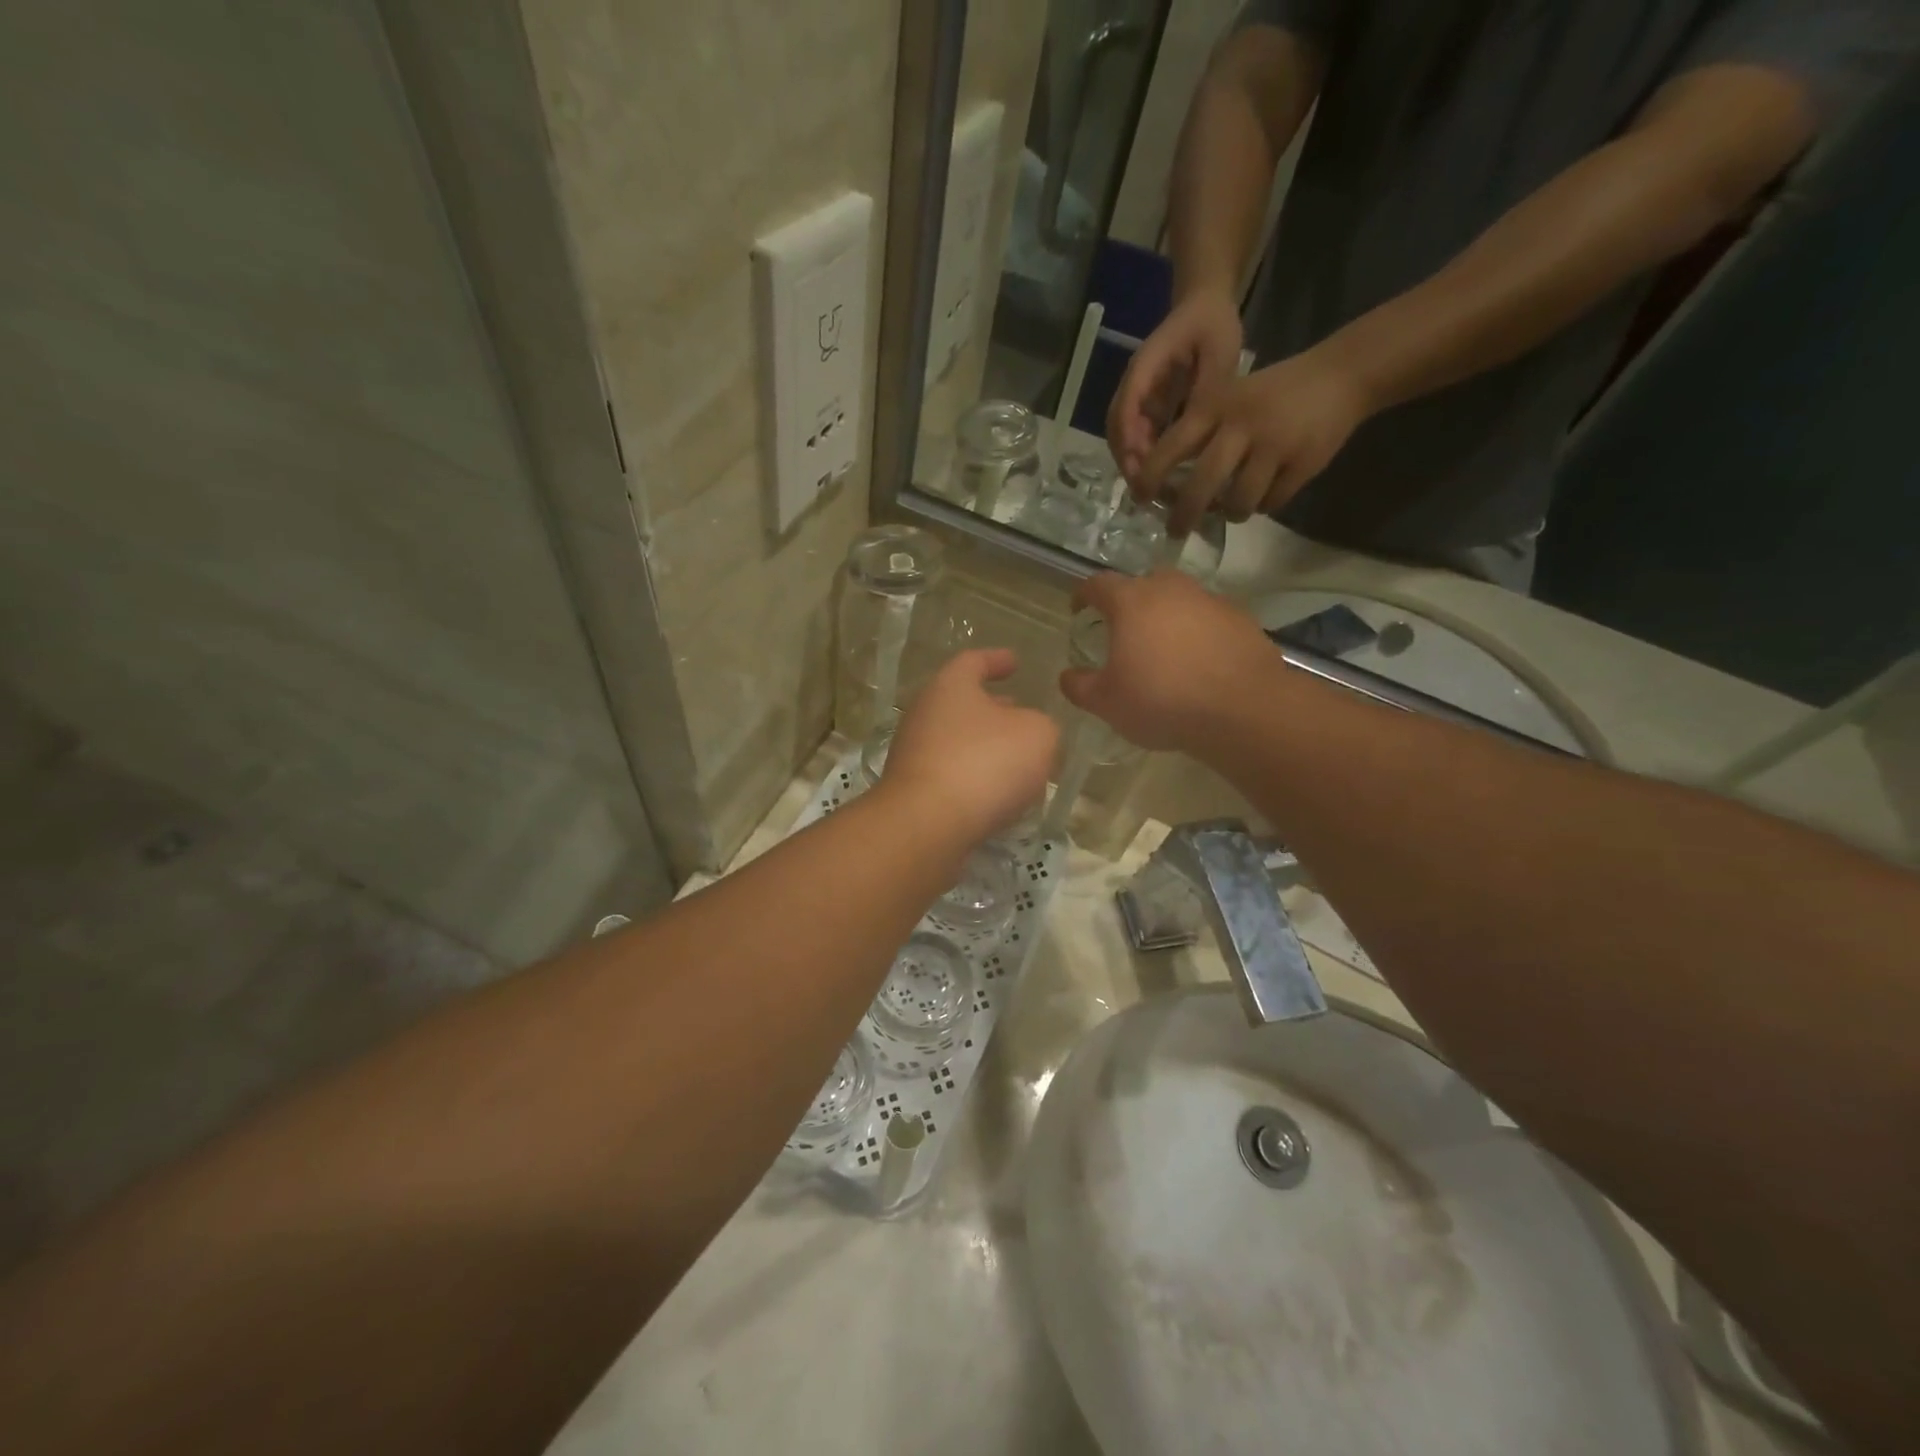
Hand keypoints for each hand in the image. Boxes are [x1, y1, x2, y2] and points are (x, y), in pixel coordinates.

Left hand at [881, 649, 1059, 845]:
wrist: (927, 825)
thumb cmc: (985, 763)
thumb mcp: (1037, 735)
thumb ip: (1041, 726)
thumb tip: (1029, 733)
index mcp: (950, 686)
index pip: (973, 661)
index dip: (997, 660)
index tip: (1015, 662)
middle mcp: (925, 714)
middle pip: (962, 703)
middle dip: (994, 707)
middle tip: (1020, 711)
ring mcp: (914, 755)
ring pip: (958, 741)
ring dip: (987, 746)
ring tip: (1019, 759)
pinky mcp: (914, 792)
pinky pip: (952, 776)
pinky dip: (976, 778)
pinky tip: (1000, 794)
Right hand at [1058, 573, 1273, 752]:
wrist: (1242, 709)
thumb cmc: (1162, 700)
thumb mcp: (1107, 703)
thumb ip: (1080, 686)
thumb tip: (1067, 676)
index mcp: (1131, 602)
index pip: (1098, 584)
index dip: (1083, 594)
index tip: (1078, 609)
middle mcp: (1171, 590)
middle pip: (1144, 583)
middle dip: (1130, 600)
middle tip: (1124, 628)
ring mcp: (1211, 601)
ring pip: (1180, 598)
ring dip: (1168, 615)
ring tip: (1164, 648)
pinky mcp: (1242, 619)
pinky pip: (1210, 618)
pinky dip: (1199, 632)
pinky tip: (1199, 662)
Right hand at [1107, 290, 1244, 482]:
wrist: (1203, 305)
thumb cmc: (1212, 324)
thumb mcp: (1219, 350)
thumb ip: (1208, 388)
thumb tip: (1198, 429)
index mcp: (1146, 366)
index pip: (1127, 407)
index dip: (1130, 440)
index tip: (1142, 468)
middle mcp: (1134, 385)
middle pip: (1116, 429)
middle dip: (1128, 461)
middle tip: (1146, 490)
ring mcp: (1137, 398)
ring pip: (1123, 437)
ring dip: (1134, 464)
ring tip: (1152, 491)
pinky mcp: (1146, 407)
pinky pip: (1137, 437)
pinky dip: (1144, 458)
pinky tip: (1162, 477)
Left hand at [1135, 346, 1370, 535]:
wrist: (1340, 376)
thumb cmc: (1270, 394)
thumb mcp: (1228, 398)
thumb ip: (1198, 434)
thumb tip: (1165, 487)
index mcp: (1215, 406)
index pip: (1170, 448)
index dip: (1150, 478)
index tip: (1141, 499)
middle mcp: (1241, 425)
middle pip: (1200, 487)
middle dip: (1183, 516)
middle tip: (1176, 530)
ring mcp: (1274, 445)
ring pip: (1238, 502)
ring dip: (1232, 512)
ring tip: (1232, 508)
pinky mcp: (1303, 463)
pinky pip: (1271, 503)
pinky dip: (1264, 505)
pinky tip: (1265, 494)